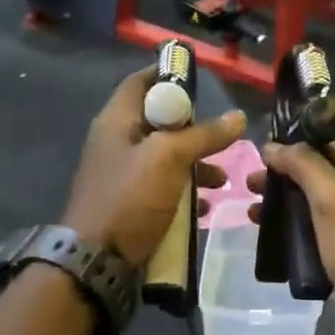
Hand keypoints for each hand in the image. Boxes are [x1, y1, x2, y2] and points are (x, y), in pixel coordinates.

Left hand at [65, 67, 245, 266]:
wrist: (97, 260)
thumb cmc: (129, 198)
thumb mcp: (169, 158)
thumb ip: (203, 135)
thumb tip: (238, 117)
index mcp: (117, 120)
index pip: (141, 81)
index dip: (169, 74)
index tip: (201, 79)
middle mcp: (117, 142)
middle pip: (159, 121)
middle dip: (194, 129)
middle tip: (222, 136)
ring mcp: (122, 174)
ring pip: (165, 157)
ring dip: (195, 164)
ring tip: (223, 180)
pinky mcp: (130, 202)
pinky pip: (162, 187)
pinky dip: (185, 191)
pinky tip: (206, 206)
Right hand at [249, 135, 334, 334]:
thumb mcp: (332, 198)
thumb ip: (304, 165)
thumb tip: (273, 146)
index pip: (328, 138)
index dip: (296, 137)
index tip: (262, 145)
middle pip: (316, 171)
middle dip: (282, 173)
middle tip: (249, 183)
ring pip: (311, 203)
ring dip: (282, 203)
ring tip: (252, 214)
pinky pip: (313, 233)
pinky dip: (291, 231)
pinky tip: (271, 240)